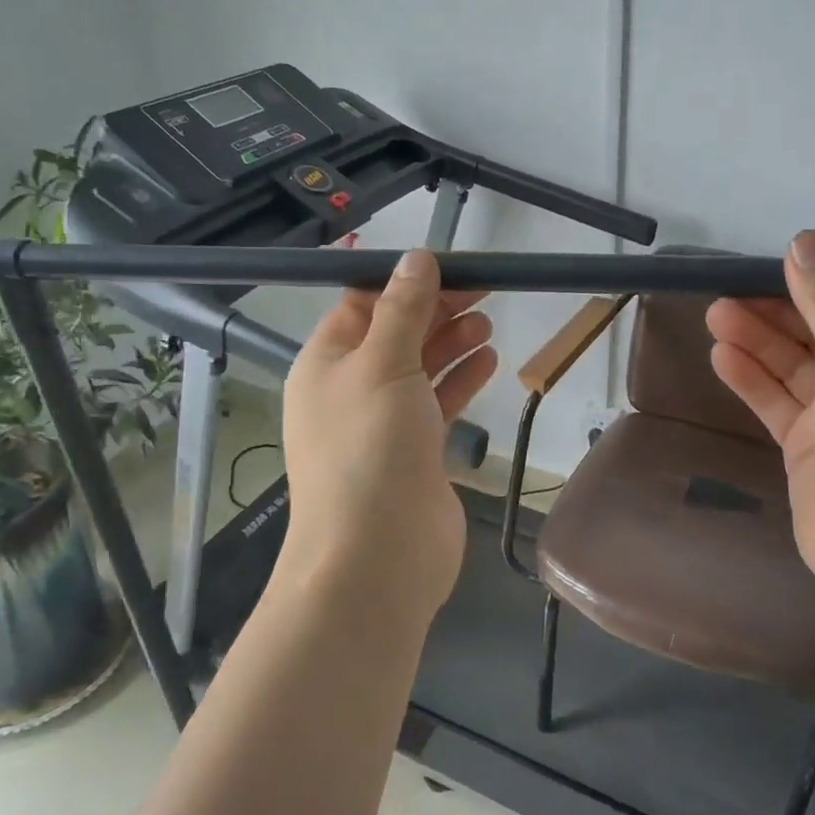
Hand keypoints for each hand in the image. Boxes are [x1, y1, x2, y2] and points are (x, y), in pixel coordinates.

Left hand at [277, 251, 497, 619]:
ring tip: (487, 324)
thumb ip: (402, 309)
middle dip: (435, 310)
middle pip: (395, 333)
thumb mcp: (383, 364)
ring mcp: (382, 423)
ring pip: (419, 368)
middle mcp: (349, 389)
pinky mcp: (414, 452)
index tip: (449, 266)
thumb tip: (415, 258)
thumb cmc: (370, 447)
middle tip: (482, 290)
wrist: (376, 556)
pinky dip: (460, 380)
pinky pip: (436, 403)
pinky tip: (488, 362)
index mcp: (326, 362)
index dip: (403, 282)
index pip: (361, 304)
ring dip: (451, 342)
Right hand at [707, 230, 814, 619]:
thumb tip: (804, 240)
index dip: (814, 282)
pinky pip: (779, 403)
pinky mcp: (812, 449)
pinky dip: (752, 380)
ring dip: (758, 340)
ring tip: (714, 316)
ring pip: (795, 366)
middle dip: (776, 310)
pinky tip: (722, 357)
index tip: (766, 265)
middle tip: (724, 292)